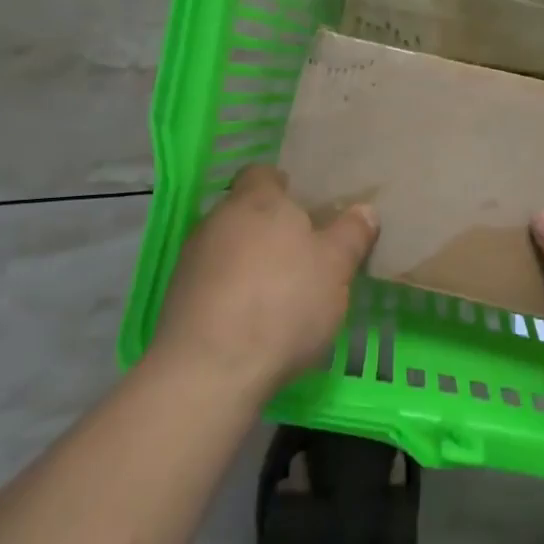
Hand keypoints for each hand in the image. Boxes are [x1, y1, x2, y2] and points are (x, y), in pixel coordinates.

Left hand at [153, 165, 377, 399]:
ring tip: (277, 293)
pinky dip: (229, 292)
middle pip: (245, 211)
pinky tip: (249, 320)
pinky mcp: (177, 297)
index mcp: (257, 199)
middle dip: (269, 228)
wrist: (210, 369)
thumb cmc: (283, 303)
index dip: (283, 187)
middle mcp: (218, 218)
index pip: (263, 173)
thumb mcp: (335, 268)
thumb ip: (351, 234)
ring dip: (248, 262)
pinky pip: (211, 281)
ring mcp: (192, 257)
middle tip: (301, 255)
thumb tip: (365, 209)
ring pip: (227, 246)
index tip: (305, 210)